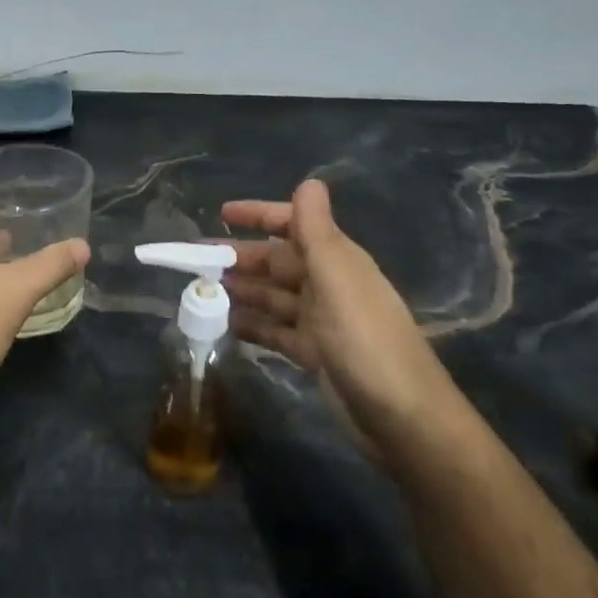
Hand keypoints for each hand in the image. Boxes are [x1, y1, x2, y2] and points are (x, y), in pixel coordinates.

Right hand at [222, 179, 455, 449]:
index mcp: (336, 260)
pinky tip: (225, 328)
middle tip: (196, 264)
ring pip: (273, 297)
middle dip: (240, 259)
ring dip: (241, 292)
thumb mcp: (337, 278)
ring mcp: (322, 322)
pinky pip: (276, 331)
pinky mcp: (315, 355)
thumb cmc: (364, 340)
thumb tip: (309, 181)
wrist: (401, 416)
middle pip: (277, 262)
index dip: (260, 215)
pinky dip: (253, 326)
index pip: (293, 225)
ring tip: (202, 294)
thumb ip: (317, 231)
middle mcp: (328, 285)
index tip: (221, 214)